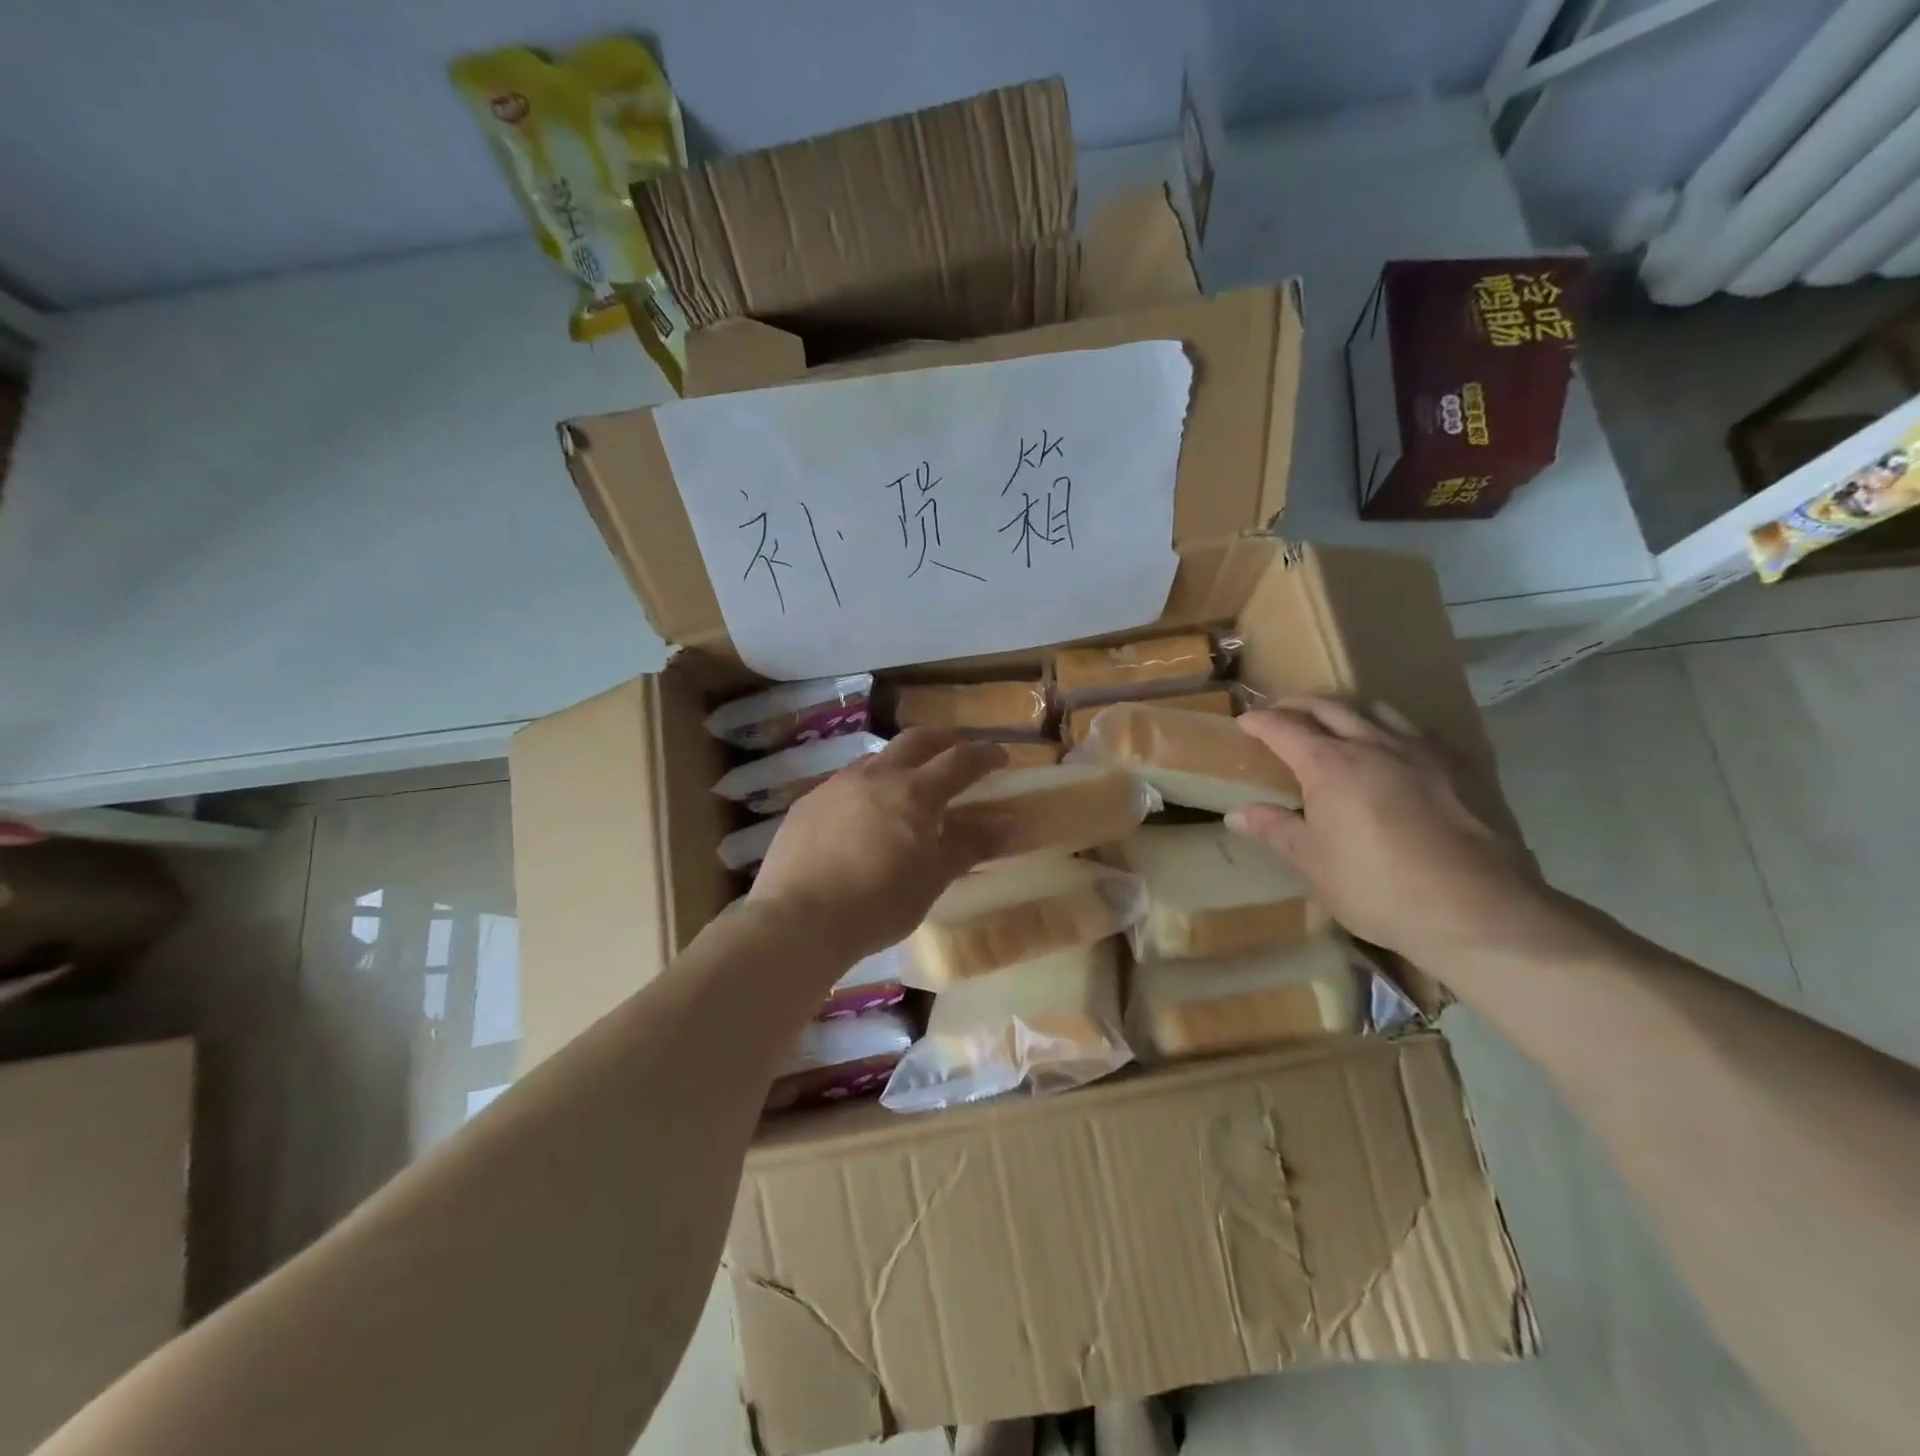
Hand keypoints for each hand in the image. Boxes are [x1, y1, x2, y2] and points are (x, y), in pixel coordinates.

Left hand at [749, 728, 1009, 961]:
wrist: (798, 921)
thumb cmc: (878, 904)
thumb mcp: (933, 878)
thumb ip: (971, 845)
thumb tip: (1010, 822)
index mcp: (914, 792)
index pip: (960, 760)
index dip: (985, 755)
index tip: (1001, 756)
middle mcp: (876, 776)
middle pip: (916, 741)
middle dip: (942, 741)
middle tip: (957, 751)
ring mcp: (836, 785)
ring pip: (876, 759)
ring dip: (900, 763)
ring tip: (907, 785)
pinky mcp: (807, 803)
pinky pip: (845, 784)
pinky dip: (866, 789)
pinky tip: (861, 817)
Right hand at [1226, 698, 1548, 964]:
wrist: (1478, 910)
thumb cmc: (1378, 888)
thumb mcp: (1313, 863)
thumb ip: (1275, 830)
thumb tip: (1237, 814)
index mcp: (1330, 765)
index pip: (1285, 728)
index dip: (1261, 721)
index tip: (1245, 721)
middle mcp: (1374, 744)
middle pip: (1329, 707)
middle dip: (1298, 704)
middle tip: (1280, 711)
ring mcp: (1423, 752)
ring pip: (1377, 709)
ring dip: (1347, 708)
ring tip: (1336, 721)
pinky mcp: (1462, 767)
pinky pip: (1418, 731)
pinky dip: (1391, 728)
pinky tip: (1394, 749)